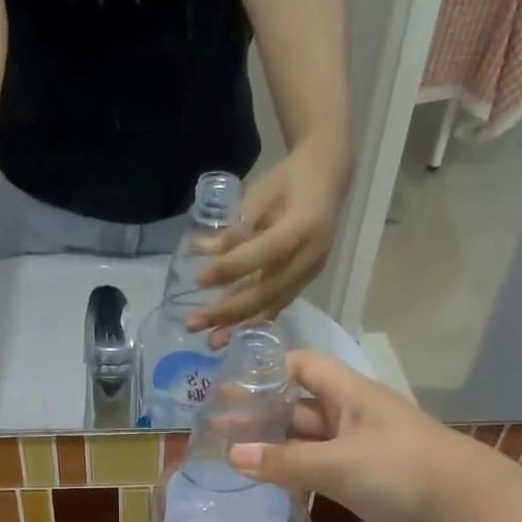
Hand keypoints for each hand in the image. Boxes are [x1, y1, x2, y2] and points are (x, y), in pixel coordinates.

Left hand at [188, 140, 349, 343]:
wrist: (328, 179)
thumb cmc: (289, 179)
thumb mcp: (260, 193)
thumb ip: (235, 225)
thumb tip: (200, 249)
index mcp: (303, 226)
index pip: (265, 253)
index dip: (232, 268)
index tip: (199, 280)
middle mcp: (310, 256)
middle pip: (268, 292)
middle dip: (228, 312)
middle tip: (194, 323)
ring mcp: (309, 273)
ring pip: (272, 305)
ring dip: (239, 326)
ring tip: (211, 342)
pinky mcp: (304, 283)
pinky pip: (277, 306)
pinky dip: (253, 322)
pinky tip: (231, 335)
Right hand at [228, 350, 477, 521]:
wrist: (461, 509)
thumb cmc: (399, 469)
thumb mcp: (337, 461)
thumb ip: (284, 461)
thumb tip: (233, 456)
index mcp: (350, 395)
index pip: (303, 366)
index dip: (269, 370)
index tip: (232, 385)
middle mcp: (350, 417)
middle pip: (298, 407)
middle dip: (261, 415)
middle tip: (218, 428)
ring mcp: (356, 450)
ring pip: (306, 443)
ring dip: (274, 448)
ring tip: (231, 457)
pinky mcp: (360, 481)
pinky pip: (318, 471)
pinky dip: (293, 475)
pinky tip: (266, 485)